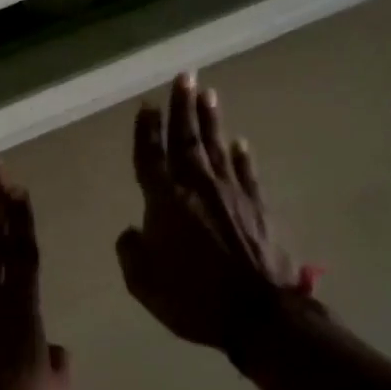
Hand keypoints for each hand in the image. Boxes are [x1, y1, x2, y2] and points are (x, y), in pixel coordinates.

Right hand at [115, 72, 320, 354]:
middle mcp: (197, 187)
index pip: (150, 156)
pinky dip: (241, 155)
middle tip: (184, 75)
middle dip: (182, 106)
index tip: (146, 104)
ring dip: (210, 119)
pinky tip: (239, 142)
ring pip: (216, 146)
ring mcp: (231, 193)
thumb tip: (131, 230)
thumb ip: (131, 252)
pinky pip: (246, 172)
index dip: (146, 129)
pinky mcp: (258, 206)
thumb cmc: (194, 298)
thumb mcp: (144, 284)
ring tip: (208, 93)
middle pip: (186, 138)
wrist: (259, 314)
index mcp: (164, 201)